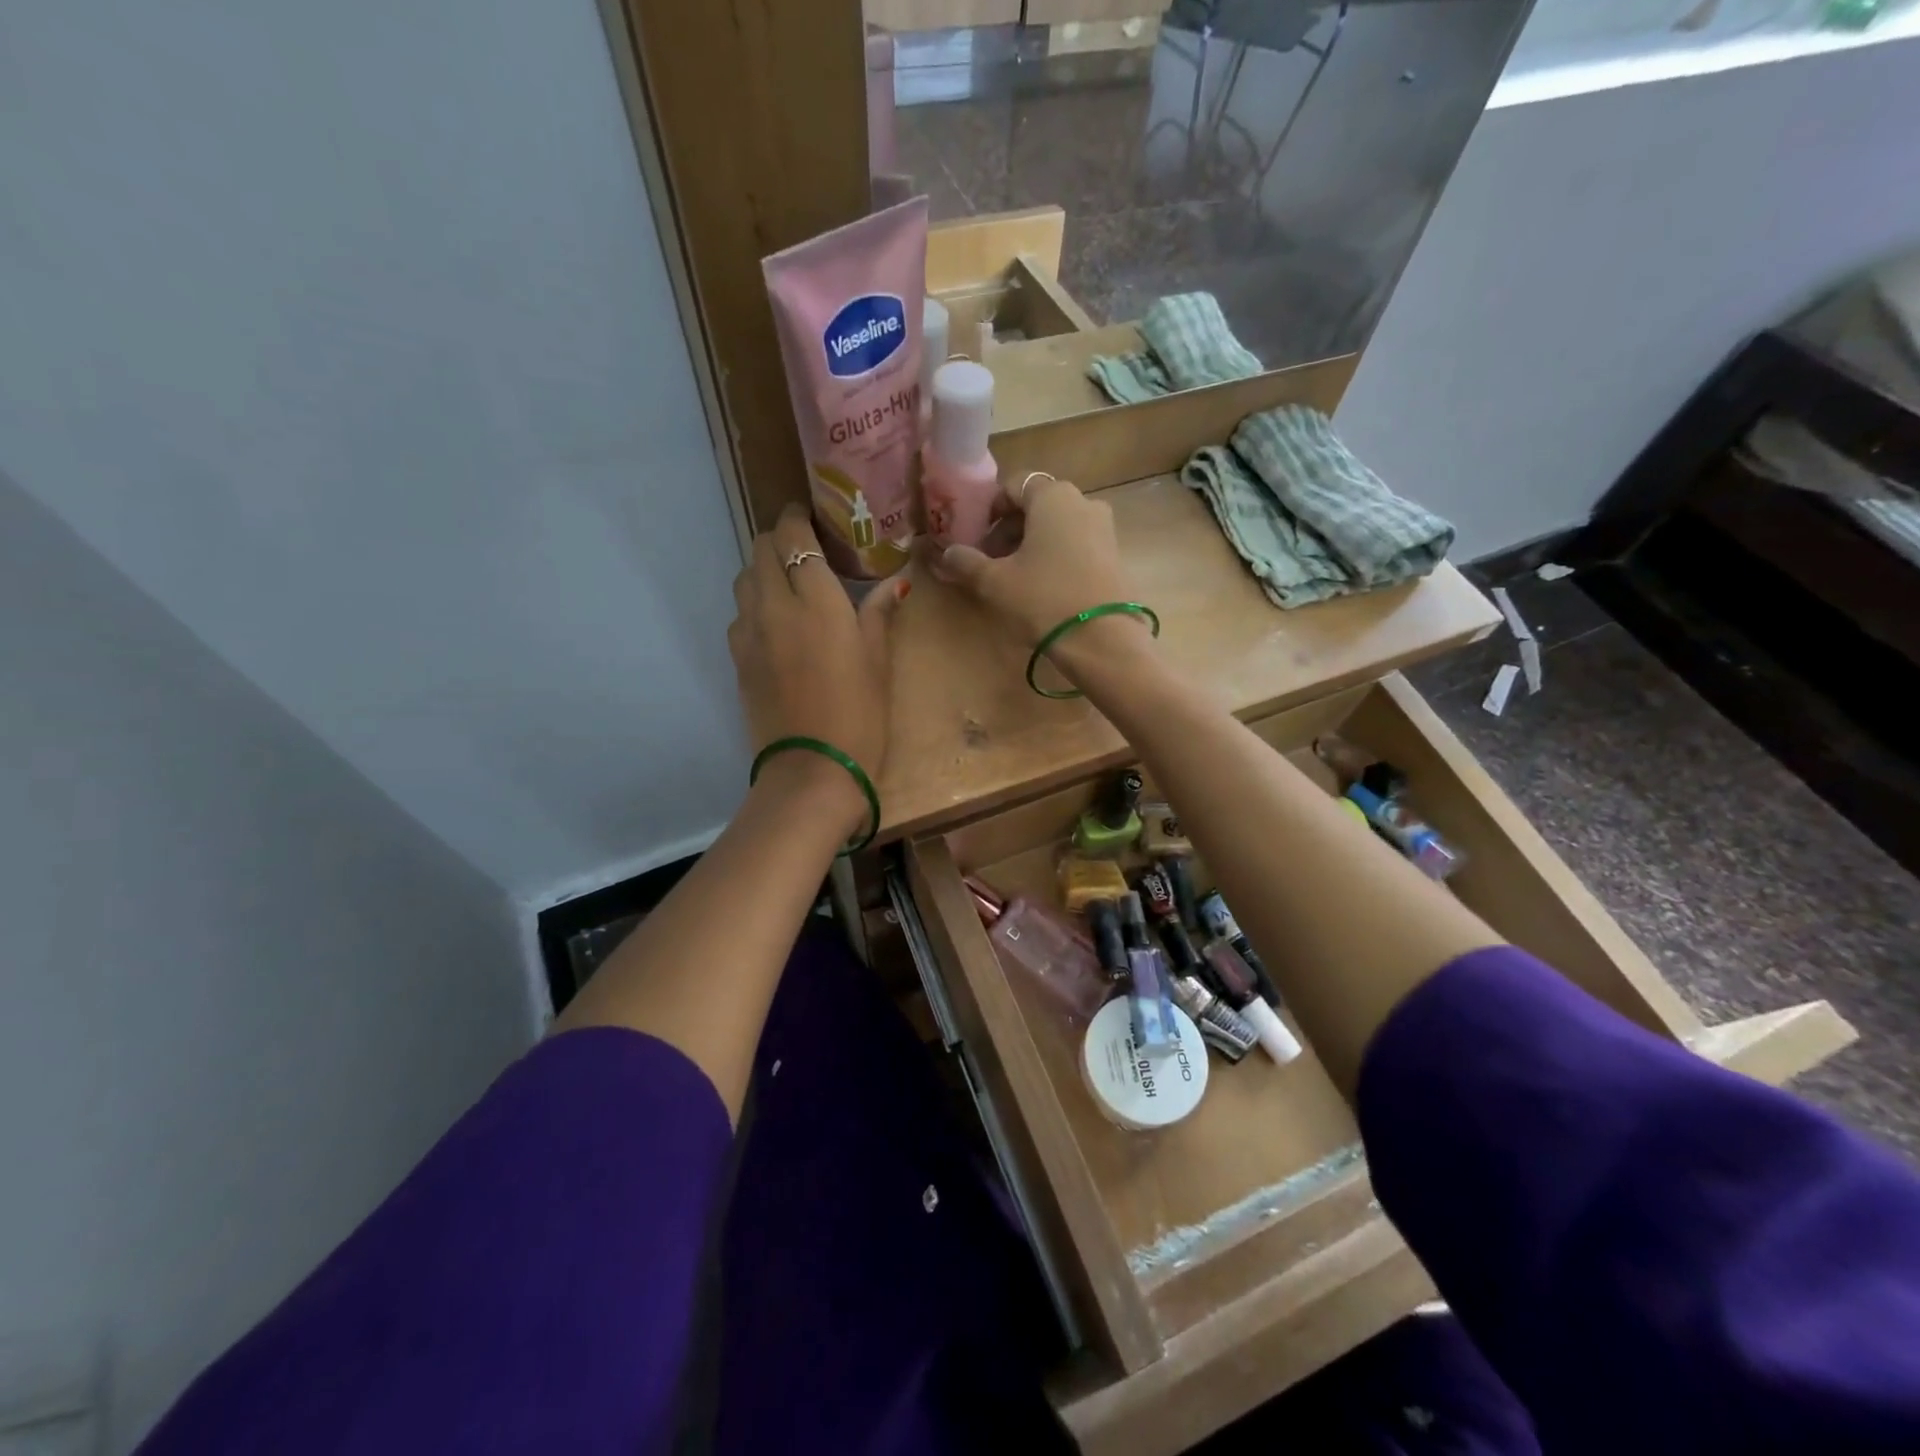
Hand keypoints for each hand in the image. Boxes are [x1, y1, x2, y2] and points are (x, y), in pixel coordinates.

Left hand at [729, 507, 906, 832]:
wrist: (812, 769)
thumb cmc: (859, 713)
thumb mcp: (878, 660)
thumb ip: (880, 613)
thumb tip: (895, 582)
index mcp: (816, 598)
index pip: (792, 535)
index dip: (797, 518)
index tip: (810, 517)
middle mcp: (774, 604)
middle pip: (760, 549)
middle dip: (779, 540)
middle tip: (806, 550)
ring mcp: (749, 633)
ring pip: (744, 579)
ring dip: (763, 570)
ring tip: (790, 584)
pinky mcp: (738, 659)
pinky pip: (739, 615)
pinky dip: (754, 605)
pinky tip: (776, 625)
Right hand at [929, 474, 1153, 688]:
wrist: (1102, 639)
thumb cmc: (1043, 599)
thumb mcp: (994, 582)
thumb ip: (966, 562)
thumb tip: (947, 554)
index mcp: (1053, 496)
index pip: (1014, 486)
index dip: (990, 511)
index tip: (977, 539)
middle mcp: (1083, 502)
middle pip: (1037, 506)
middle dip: (1010, 530)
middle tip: (990, 562)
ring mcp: (1104, 529)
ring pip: (1057, 527)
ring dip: (1032, 545)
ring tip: (1014, 578)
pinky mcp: (1115, 556)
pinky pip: (1076, 545)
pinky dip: (1055, 557)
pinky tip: (1043, 588)